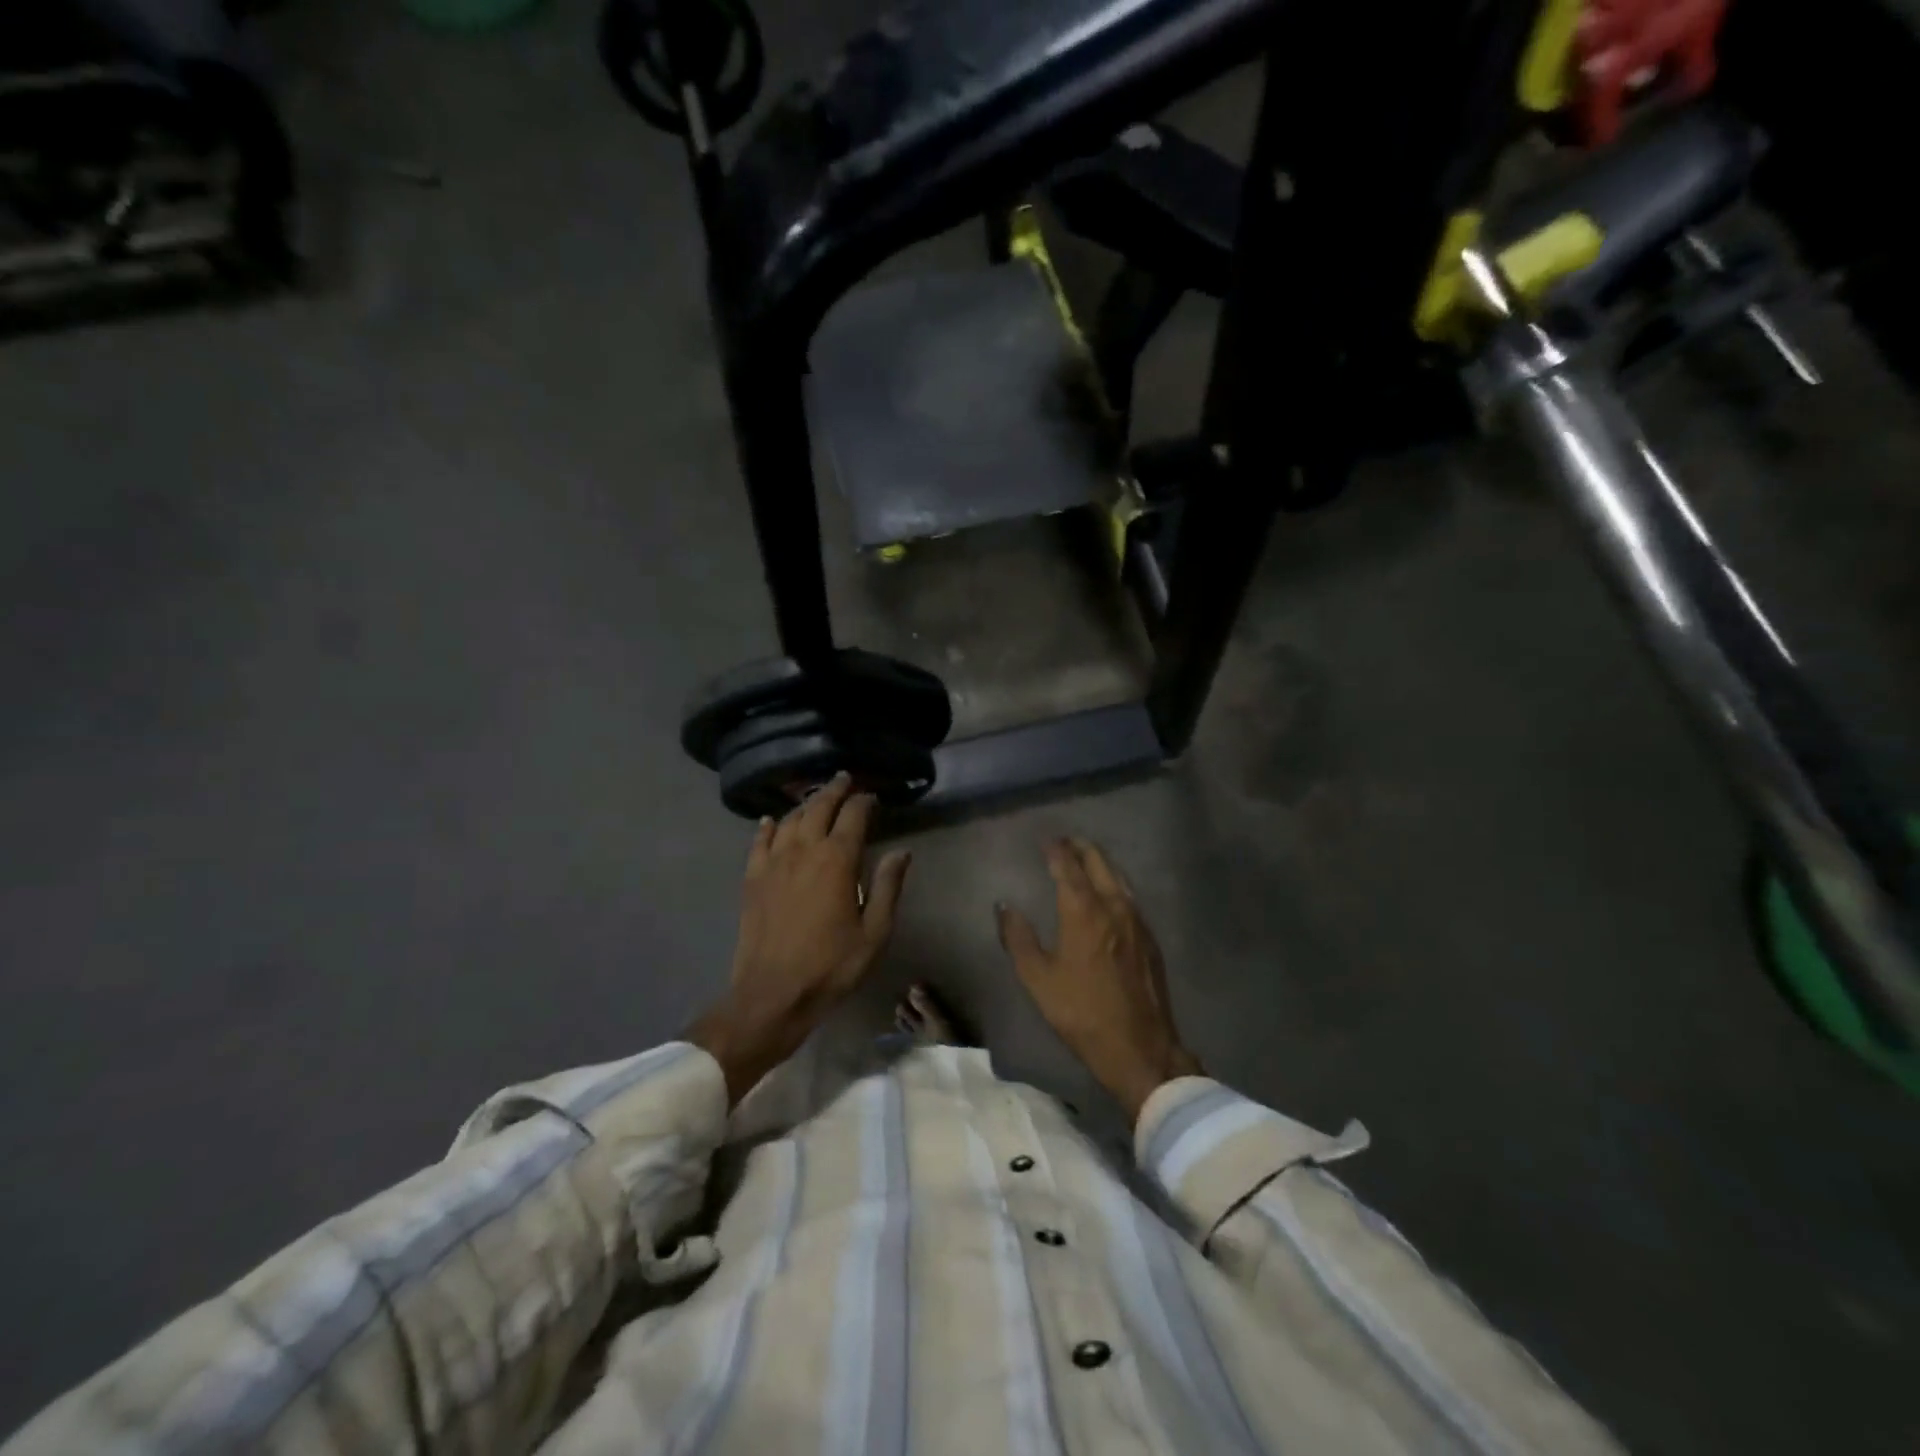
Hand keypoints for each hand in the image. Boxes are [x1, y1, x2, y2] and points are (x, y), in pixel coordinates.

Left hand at [690, 774, 910, 1103]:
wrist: (772, 994)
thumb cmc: (831, 965)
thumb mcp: (874, 932)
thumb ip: (888, 887)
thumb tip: (901, 851)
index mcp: (837, 860)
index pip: (853, 815)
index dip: (864, 801)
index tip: (872, 797)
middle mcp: (803, 850)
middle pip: (819, 807)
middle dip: (834, 790)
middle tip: (844, 780)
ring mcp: (773, 862)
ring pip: (790, 819)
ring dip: (805, 804)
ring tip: (816, 798)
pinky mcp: (752, 878)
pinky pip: (759, 841)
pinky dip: (768, 827)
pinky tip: (770, 822)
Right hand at [998, 838, 1201, 1124]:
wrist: (1139, 1046)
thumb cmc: (1081, 1012)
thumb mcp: (1038, 979)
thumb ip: (1018, 938)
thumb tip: (1004, 906)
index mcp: (1083, 911)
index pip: (1068, 866)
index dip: (1055, 849)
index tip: (1045, 840)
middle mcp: (1113, 905)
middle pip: (1099, 862)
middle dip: (1081, 847)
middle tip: (1065, 842)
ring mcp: (1137, 920)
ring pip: (1119, 876)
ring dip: (1100, 862)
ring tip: (1085, 859)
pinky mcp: (1149, 937)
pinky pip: (1130, 895)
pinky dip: (1115, 882)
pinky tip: (1109, 893)